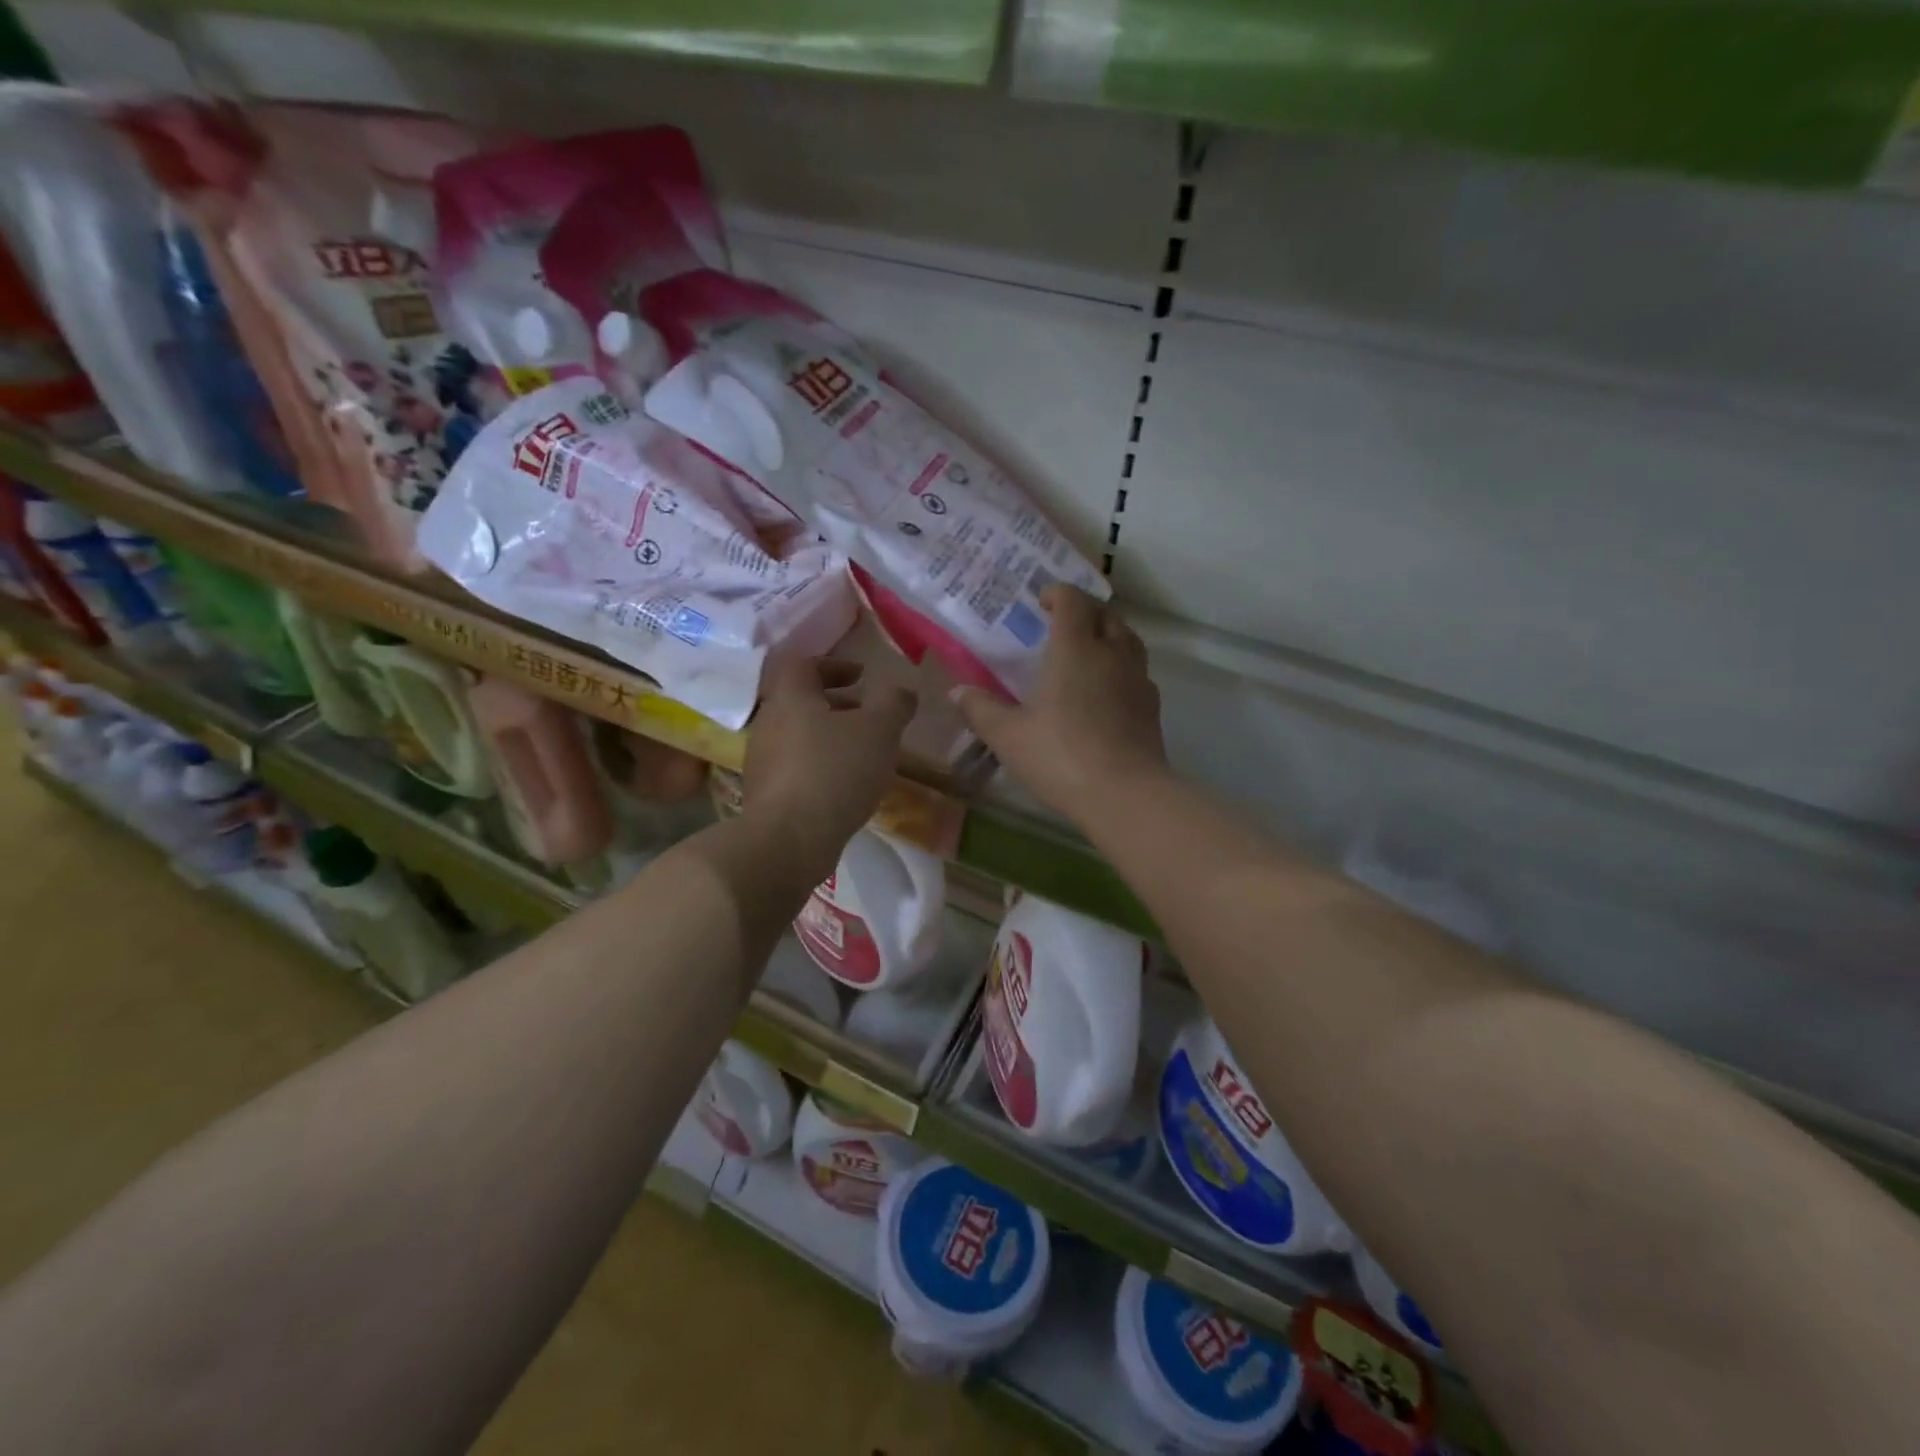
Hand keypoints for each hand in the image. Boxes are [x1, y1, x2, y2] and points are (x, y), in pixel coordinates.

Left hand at [744, 655, 917, 882]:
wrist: (788, 841)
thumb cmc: (834, 772)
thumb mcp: (879, 730)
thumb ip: (894, 703)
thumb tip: (902, 690)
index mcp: (790, 697)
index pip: (806, 666)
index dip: (835, 665)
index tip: (862, 676)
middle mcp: (768, 723)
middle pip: (802, 702)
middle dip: (837, 705)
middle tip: (868, 716)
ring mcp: (762, 761)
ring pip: (800, 737)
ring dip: (830, 738)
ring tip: (863, 755)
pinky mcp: (766, 794)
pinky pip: (796, 768)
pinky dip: (821, 767)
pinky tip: (846, 787)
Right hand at [952, 584, 1170, 825]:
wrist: (1124, 794)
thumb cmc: (1060, 756)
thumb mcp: (1008, 736)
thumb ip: (980, 709)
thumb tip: (955, 692)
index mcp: (1074, 648)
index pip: (1072, 600)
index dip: (1057, 593)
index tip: (1042, 602)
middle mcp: (1111, 653)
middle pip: (1106, 613)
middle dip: (1085, 611)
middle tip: (1063, 625)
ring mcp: (1137, 678)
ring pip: (1128, 639)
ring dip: (1108, 635)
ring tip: (1087, 653)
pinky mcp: (1152, 705)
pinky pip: (1138, 671)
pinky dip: (1122, 668)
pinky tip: (1107, 692)